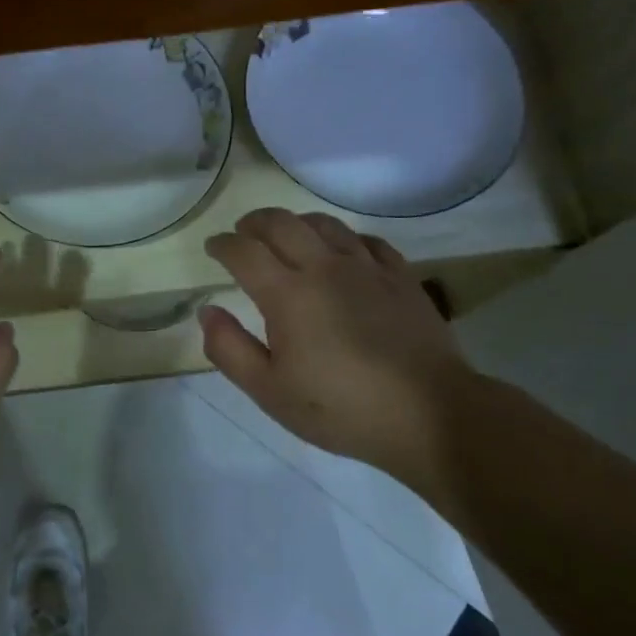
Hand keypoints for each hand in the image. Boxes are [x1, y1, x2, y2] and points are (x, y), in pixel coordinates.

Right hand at [200, 208, 479, 499]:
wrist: (428, 414)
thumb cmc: (340, 408)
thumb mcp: (269, 390)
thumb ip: (229, 349)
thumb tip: (208, 311)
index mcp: (288, 294)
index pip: (244, 252)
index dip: (223, 244)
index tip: (213, 247)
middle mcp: (325, 267)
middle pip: (283, 224)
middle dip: (255, 222)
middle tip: (243, 232)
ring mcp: (368, 268)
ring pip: (325, 224)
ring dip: (297, 222)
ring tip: (287, 234)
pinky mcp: (402, 277)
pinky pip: (367, 240)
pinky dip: (344, 237)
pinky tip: (343, 250)